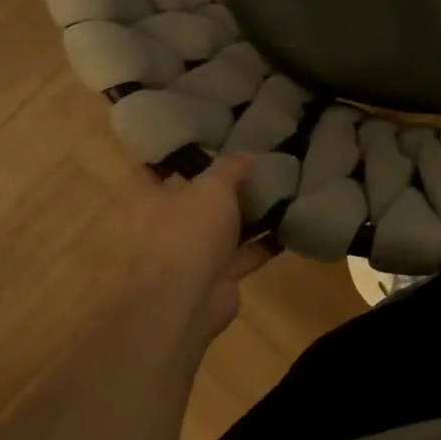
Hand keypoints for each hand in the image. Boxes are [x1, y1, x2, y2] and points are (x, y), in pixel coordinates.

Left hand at [113, 152, 275, 349]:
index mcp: (151, 199)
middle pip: (195, 199)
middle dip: (221, 186)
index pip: (154, 168)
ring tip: (279, 191)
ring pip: (222, 228)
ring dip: (247, 216)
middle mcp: (167, 225)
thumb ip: (230, 168)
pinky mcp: (217, 277)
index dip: (174, 152)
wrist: (186, 302)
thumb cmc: (188, 233)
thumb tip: (246, 156)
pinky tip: (289, 225)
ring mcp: (192, 253)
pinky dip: (264, 244)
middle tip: (253, 162)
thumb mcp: (213, 188)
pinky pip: (244, 255)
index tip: (201, 137)